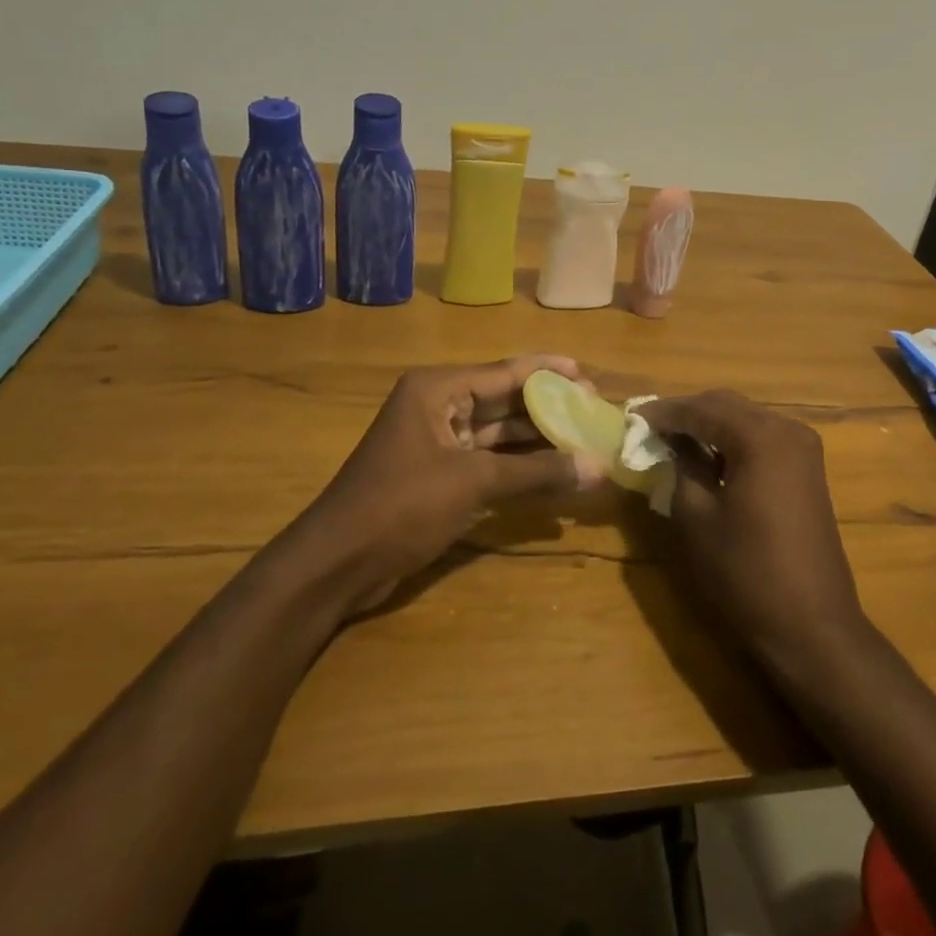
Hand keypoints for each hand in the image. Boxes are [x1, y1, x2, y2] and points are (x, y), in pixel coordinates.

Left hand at [292, 354, 598, 615]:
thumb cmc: (401, 506)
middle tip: (594, 411)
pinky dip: (519, 466)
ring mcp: (437, 443)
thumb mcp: (473, 483)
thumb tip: (598, 466)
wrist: (337, 564)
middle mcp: (437, 407)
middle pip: (504, 400)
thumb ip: (537, 472)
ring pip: (498, 433)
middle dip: (547, 407)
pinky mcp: (438, 475)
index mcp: (437, 390)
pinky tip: (554, 472)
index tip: (588, 376)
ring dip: (537, 439)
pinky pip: (488, 461)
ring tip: (584, 440)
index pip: (505, 371)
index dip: (548, 372)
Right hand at [641, 390, 866, 668]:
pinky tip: (708, 456)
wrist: (811, 623)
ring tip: (673, 439)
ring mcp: (803, 448)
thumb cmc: (746, 571)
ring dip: (710, 424)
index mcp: (760, 436)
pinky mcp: (807, 469)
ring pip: (746, 419)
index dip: (665, 412)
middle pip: (727, 405)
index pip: (702, 408)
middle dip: (688, 412)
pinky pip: (762, 438)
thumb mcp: (698, 517)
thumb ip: (683, 465)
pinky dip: (732, 440)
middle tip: (651, 427)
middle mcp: (787, 429)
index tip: (633, 418)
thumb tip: (672, 440)